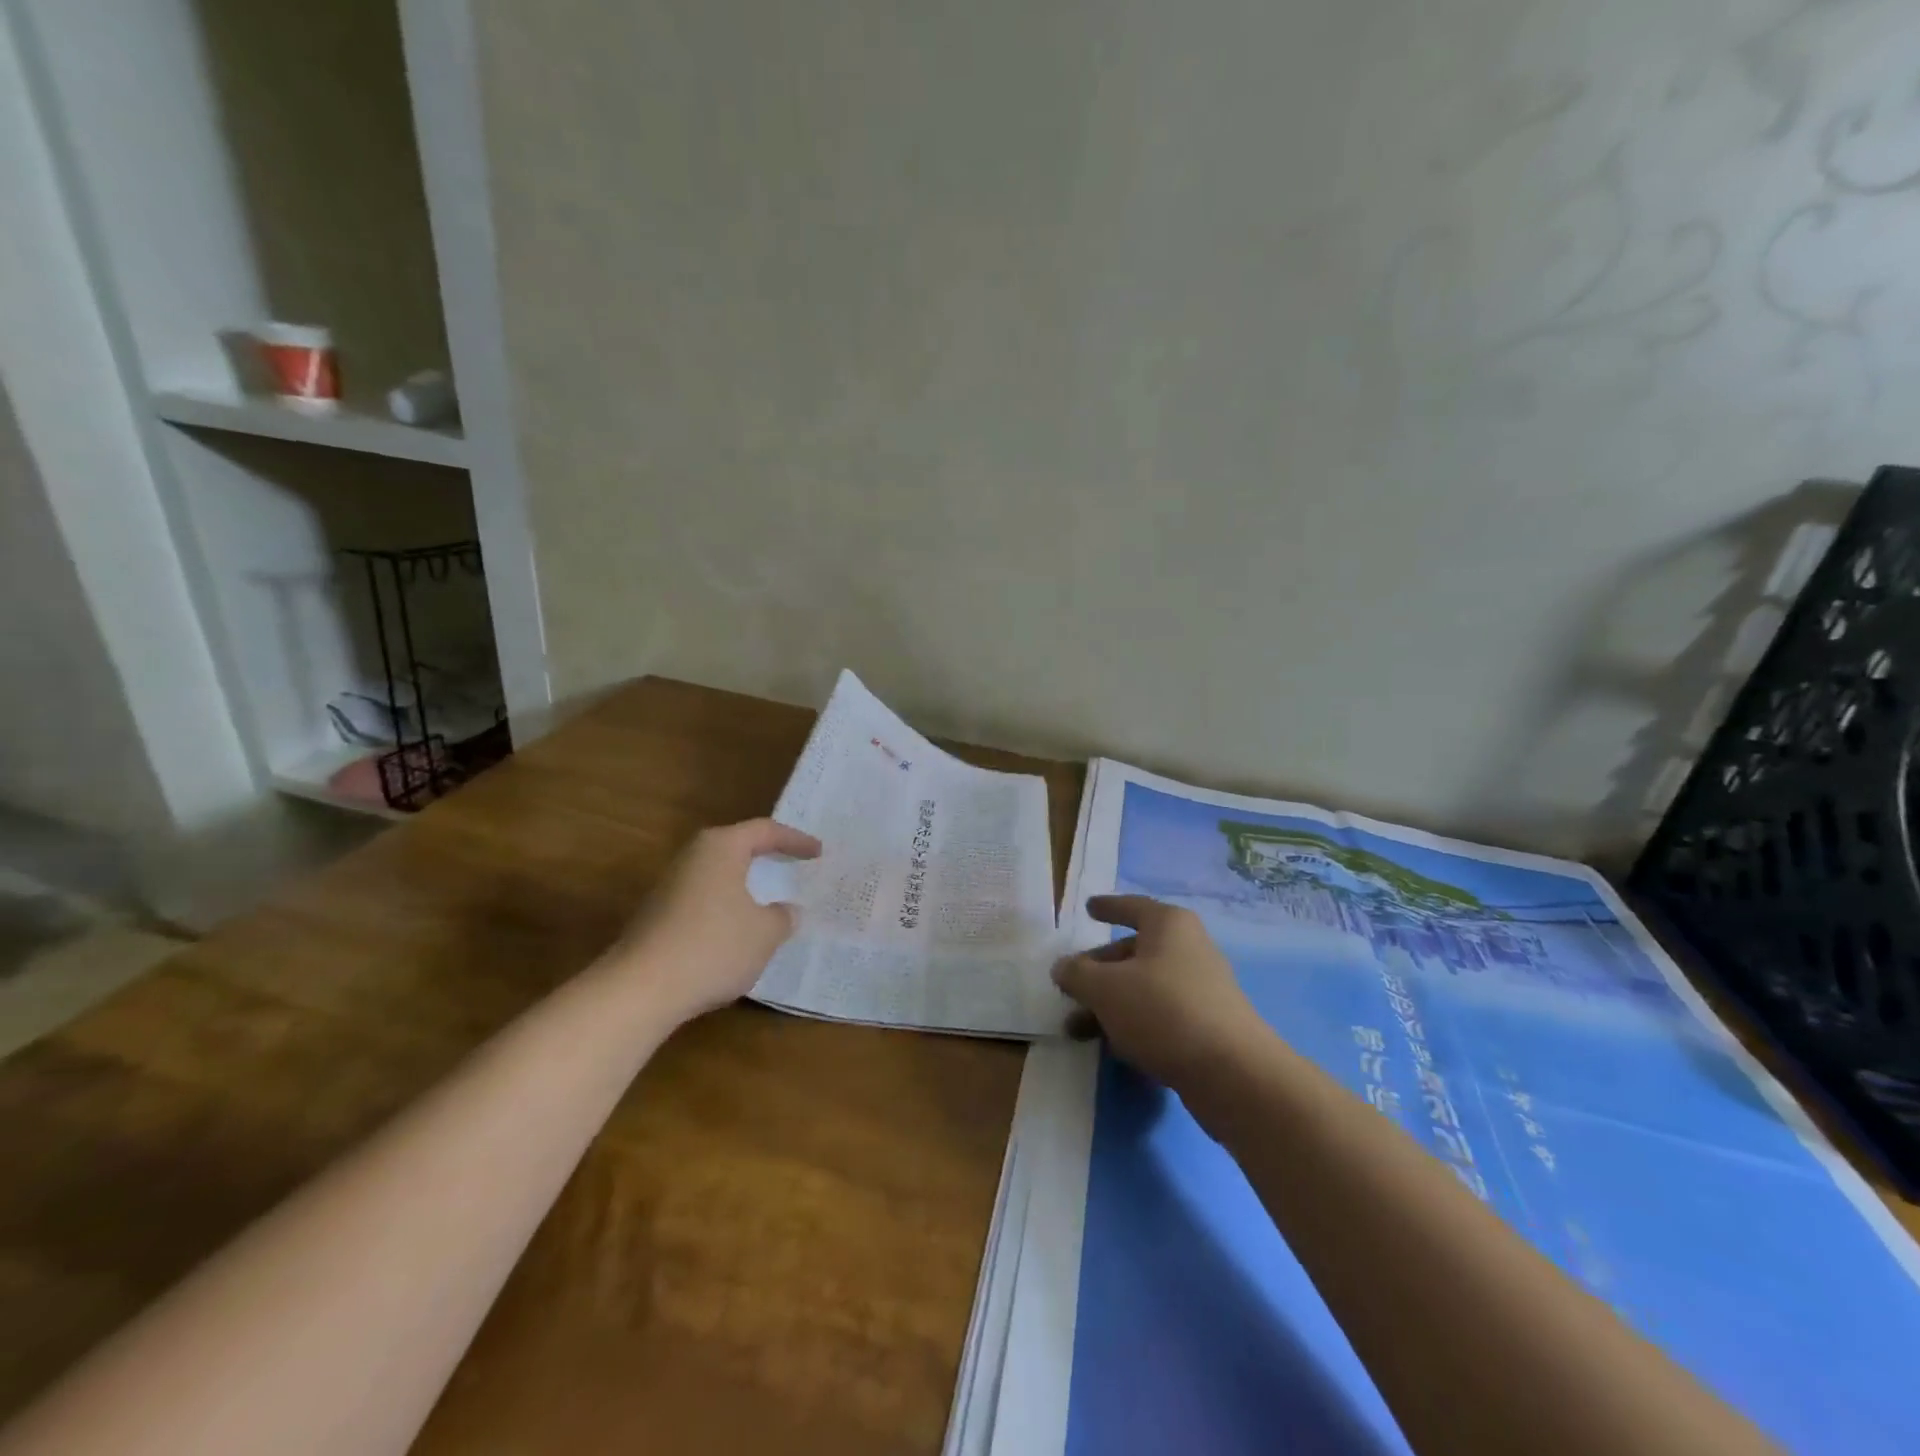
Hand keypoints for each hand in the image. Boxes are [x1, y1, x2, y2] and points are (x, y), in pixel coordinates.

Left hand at [612, 818, 821, 1023]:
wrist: (640, 988)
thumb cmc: (714, 947)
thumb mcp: (765, 934)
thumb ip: (783, 917)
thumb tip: (787, 911)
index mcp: (721, 847)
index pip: (765, 831)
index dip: (795, 841)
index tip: (818, 852)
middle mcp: (693, 857)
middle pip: (737, 847)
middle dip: (766, 856)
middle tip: (793, 863)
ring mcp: (670, 885)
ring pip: (718, 875)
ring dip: (744, 884)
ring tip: (768, 898)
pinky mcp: (657, 915)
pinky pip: (704, 899)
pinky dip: (726, 907)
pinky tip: (736, 931)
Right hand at [1052, 895, 1264, 1088]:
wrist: (1233, 1074)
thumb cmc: (1163, 1011)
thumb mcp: (1105, 988)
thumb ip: (1077, 974)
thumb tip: (1062, 967)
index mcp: (1169, 926)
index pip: (1132, 907)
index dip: (1108, 907)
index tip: (1090, 908)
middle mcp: (1188, 949)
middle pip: (1133, 952)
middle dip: (1098, 970)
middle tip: (1069, 987)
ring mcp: (1201, 989)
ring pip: (1143, 988)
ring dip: (1110, 1005)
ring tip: (1076, 1030)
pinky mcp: (1206, 1026)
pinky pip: (1160, 1016)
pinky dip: (1134, 1025)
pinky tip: (1114, 1048)